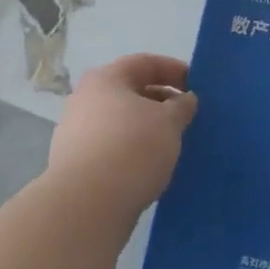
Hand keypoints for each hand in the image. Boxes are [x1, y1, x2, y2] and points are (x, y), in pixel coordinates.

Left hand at [47, 53, 197, 223]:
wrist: (86, 205)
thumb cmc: (132, 149)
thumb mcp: (169, 122)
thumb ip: (181, 106)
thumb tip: (185, 99)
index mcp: (105, 79)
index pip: (145, 63)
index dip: (174, 70)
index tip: (196, 84)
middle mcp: (84, 99)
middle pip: (130, 91)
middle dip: (160, 100)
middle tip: (185, 115)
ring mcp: (74, 132)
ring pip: (119, 120)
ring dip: (145, 127)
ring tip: (170, 142)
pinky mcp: (73, 163)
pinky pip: (110, 146)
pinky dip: (130, 148)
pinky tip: (148, 165)